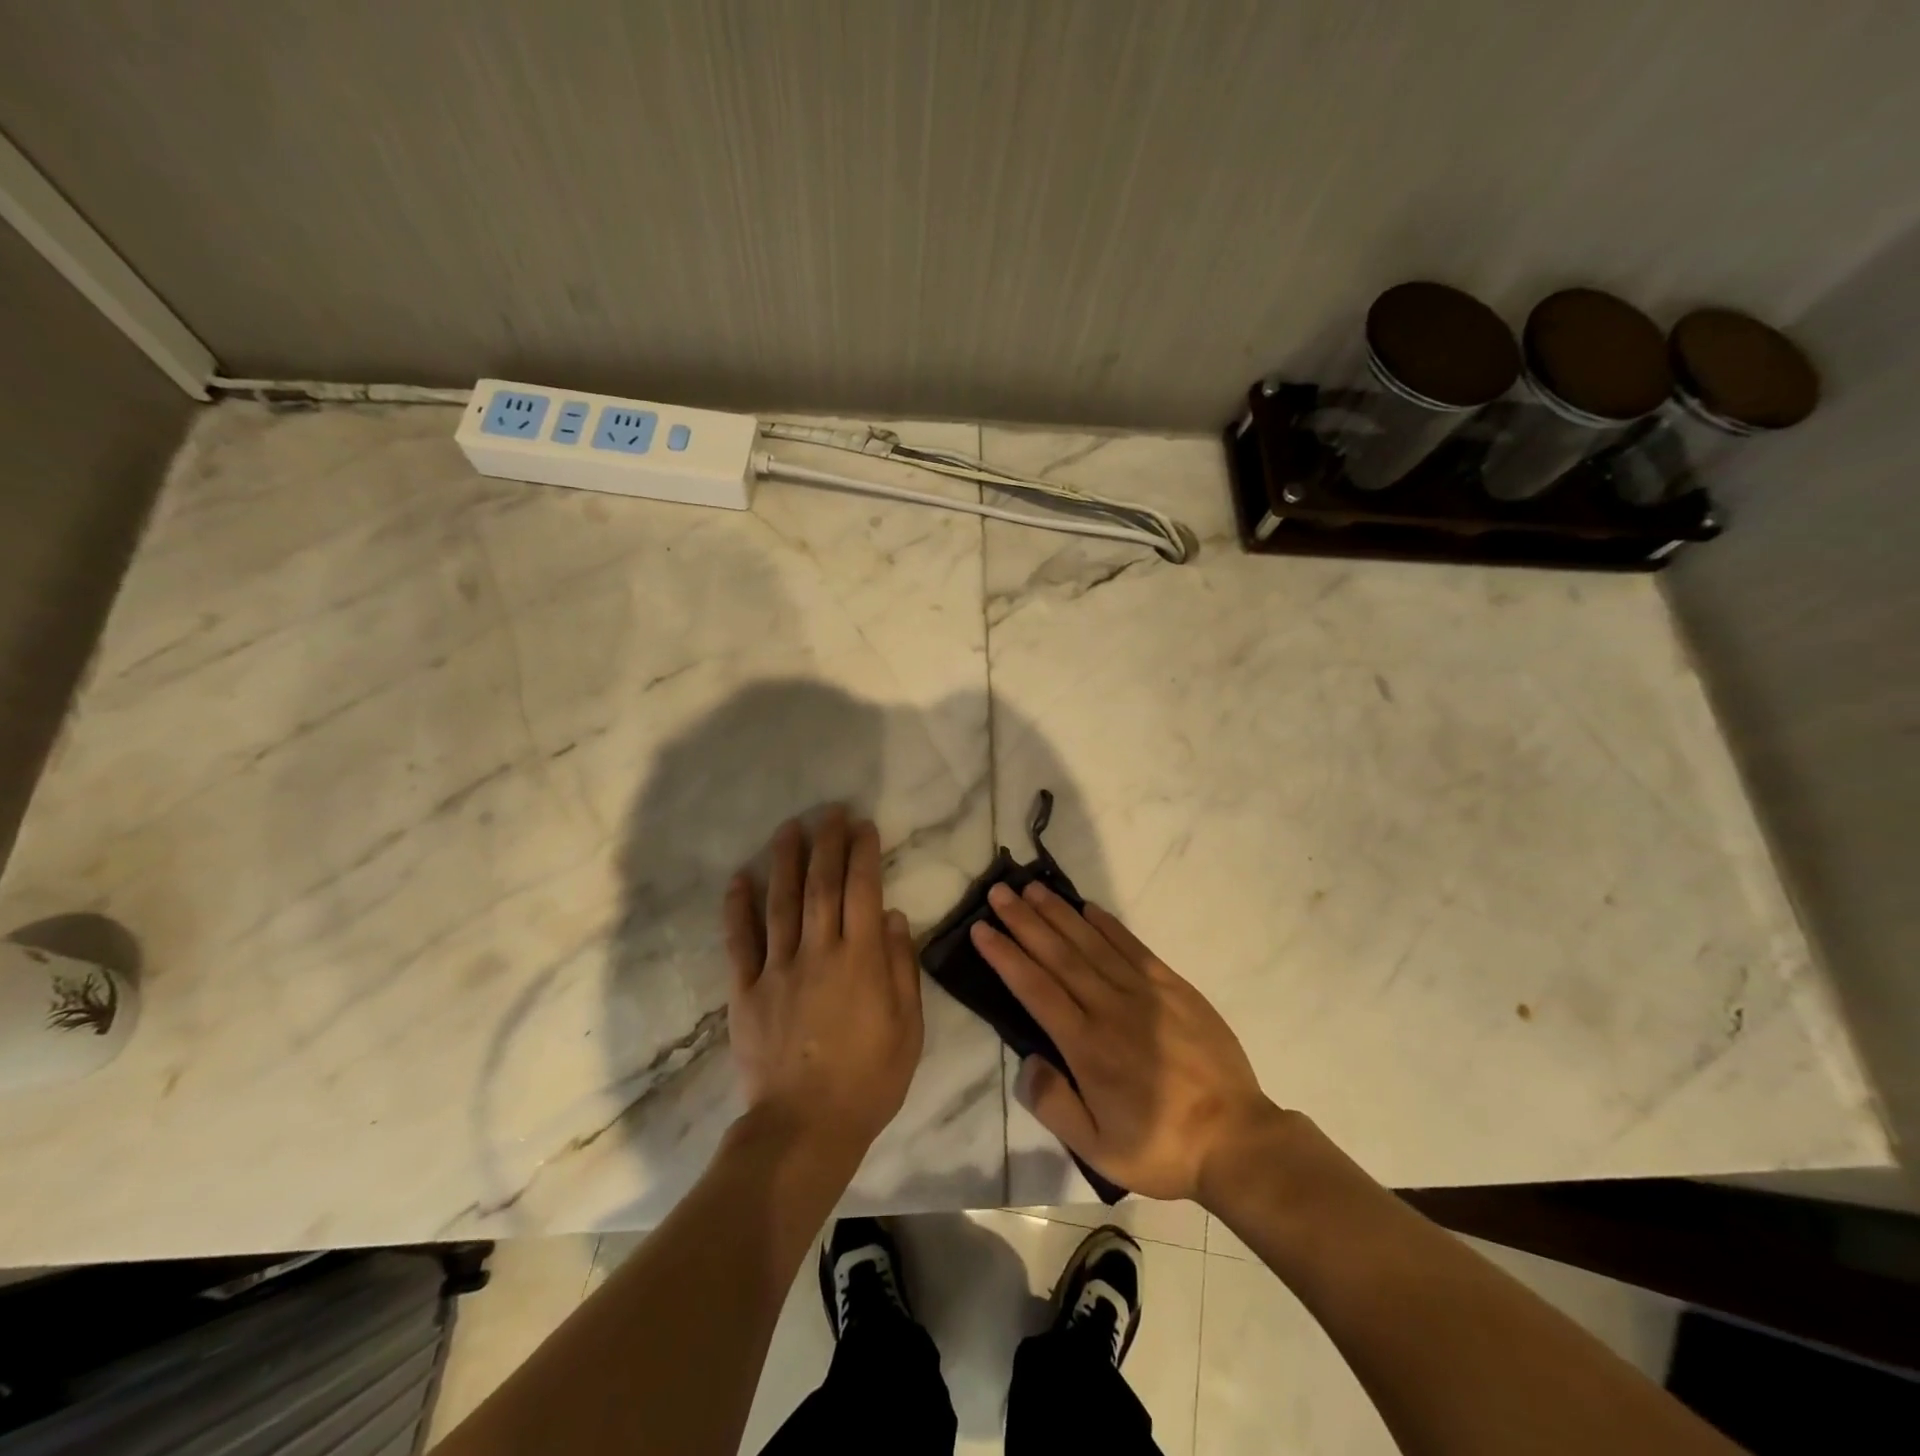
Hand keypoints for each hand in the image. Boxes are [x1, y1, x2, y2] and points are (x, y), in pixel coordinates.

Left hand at [723, 808, 923, 1163]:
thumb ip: (900, 967)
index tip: (863, 826)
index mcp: (861, 960)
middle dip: (827, 844)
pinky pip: (739, 943)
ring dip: (785, 861)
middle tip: (830, 812)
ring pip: (781, 903)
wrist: (806, 1128)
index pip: (863, 891)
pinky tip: (738, 878)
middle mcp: (819, 953)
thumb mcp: (908, 1028)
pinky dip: (737, 908)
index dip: (863, 854)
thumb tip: (892, 915)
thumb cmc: (869, 1080)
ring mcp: (778, 970)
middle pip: (822, 886)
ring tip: (789, 827)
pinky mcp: (746, 992)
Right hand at [970, 883, 1275, 1203]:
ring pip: (1092, 943)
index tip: (982, 929)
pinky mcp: (1174, 987)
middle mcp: (1110, 1008)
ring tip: (1032, 889)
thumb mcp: (1097, 1149)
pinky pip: (1134, 947)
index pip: (1035, 988)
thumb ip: (1054, 1104)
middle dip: (1025, 921)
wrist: (1236, 1138)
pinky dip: (1108, 925)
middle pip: (1059, 955)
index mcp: (1086, 1046)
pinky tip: (1088, 908)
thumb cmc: (1160, 1147)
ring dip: (1059, 913)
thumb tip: (1027, 1061)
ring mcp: (1145, 993)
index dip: (1006, 956)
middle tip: (999, 892)